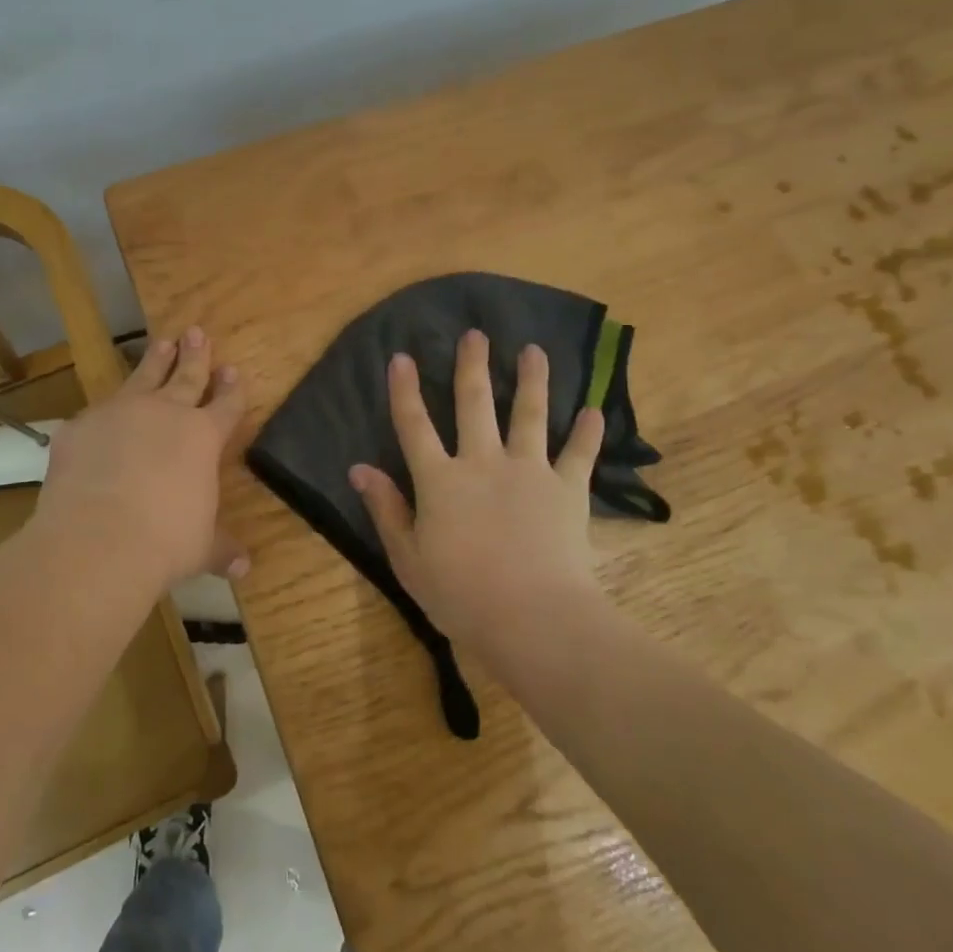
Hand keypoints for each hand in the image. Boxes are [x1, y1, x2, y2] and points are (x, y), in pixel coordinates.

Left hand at [33, 326, 247, 588]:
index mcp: (203, 437)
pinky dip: (103, 412)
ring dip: (155, 360)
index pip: (226, 405)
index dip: (232, 388)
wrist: (99, 539)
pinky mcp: (81, 426)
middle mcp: (165, 414)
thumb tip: (243, 567)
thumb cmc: (165, 542)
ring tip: (162, 342)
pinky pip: (96, 413)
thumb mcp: (200, 547)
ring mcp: (120, 413)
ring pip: (143, 377)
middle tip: (197, 331)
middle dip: (195, 354)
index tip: (233, 370)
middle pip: (186, 376)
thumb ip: (220, 548)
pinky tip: (99, 414)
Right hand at [348, 330, 606, 663]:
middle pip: (475, 403)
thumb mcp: (408, 558)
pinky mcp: (567, 489)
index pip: (415, 425)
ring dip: (532, 380)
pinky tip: (593, 411)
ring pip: (529, 414)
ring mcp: (528, 471)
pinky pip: (579, 454)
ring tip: (534, 350)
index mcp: (440, 480)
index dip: (405, 390)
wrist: (533, 618)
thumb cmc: (461, 595)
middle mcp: (483, 462)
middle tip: (476, 334)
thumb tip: (359, 468)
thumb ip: (386, 509)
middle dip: (473, 365)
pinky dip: (587, 433)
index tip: (403, 357)